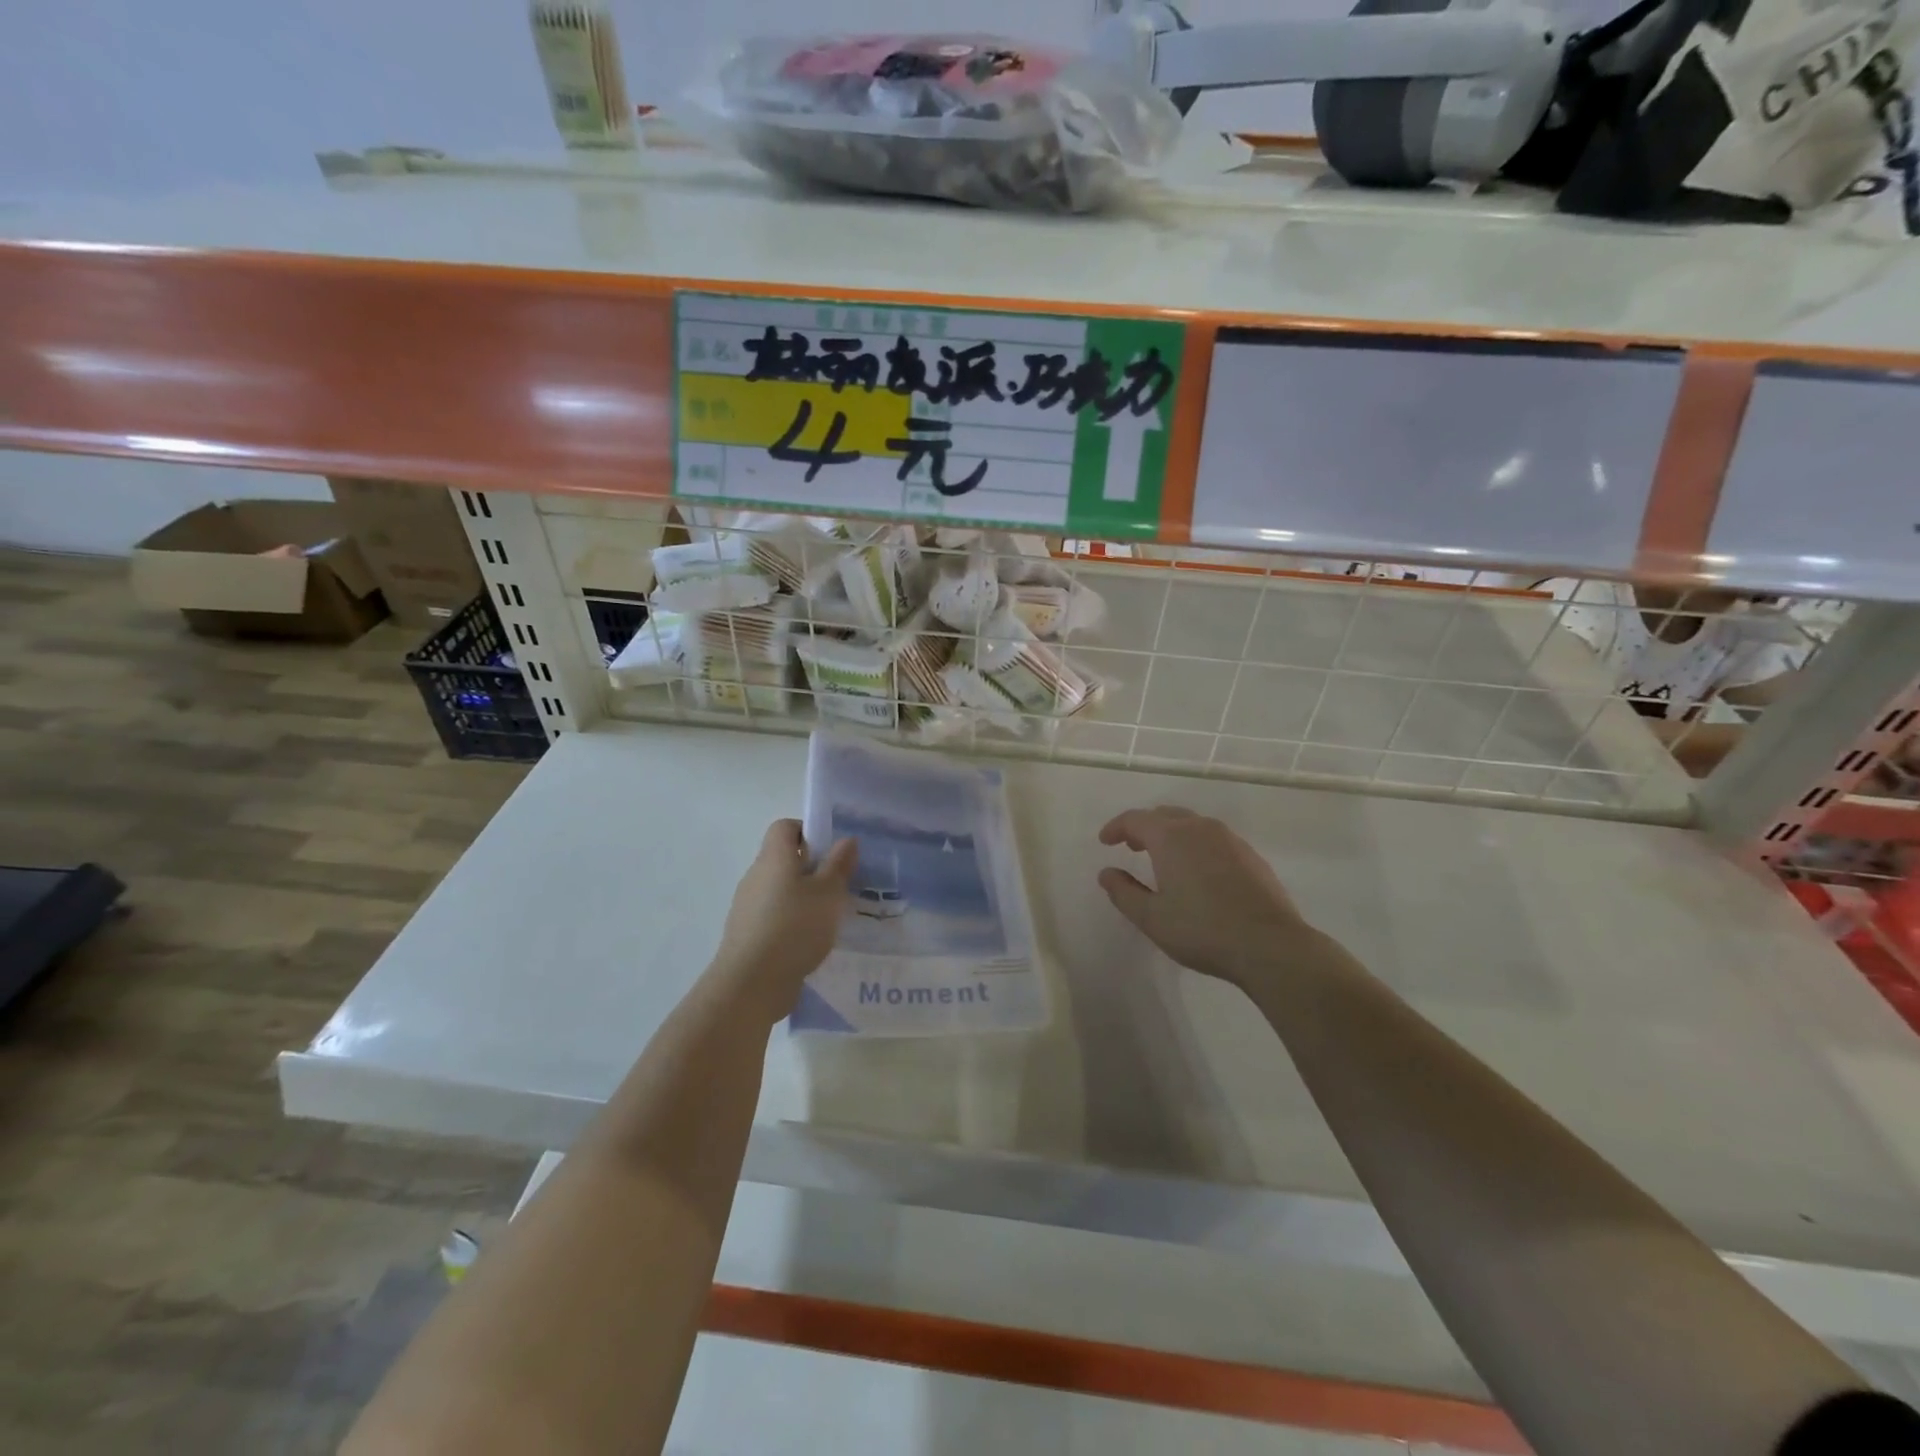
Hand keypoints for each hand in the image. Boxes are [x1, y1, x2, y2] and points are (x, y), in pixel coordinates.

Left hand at [711, 820, 857, 1020]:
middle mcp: (756, 875)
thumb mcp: (828, 893)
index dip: (808, 831)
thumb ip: (838, 865)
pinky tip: (810, 941)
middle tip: (838, 885)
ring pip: (779, 889)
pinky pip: (773, 914)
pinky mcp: (746, 933)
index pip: (785, 827)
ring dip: (802, 897)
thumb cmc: (795, 927)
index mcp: (774, 857)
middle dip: (811, 868)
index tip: (831, 851)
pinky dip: (791, 920)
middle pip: (783, 859)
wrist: (751, 983)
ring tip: (829, 917)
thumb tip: (846, 840)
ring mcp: (747, 905)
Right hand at [1098, 806, 1314, 986]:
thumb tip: (1106, 873)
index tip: (1105, 842)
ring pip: (1192, 824)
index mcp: (1171, 837)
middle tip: (1131, 846)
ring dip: (1171, 834)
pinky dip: (1196, 846)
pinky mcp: (1251, 856)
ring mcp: (1230, 839)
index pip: (1135, 819)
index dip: (1116, 828)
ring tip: (1163, 859)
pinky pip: (1214, 839)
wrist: (1270, 945)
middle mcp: (1200, 828)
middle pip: (1165, 815)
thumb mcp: (1151, 917)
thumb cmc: (1202, 930)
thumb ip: (1123, 892)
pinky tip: (1198, 873)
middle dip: (1144, 827)